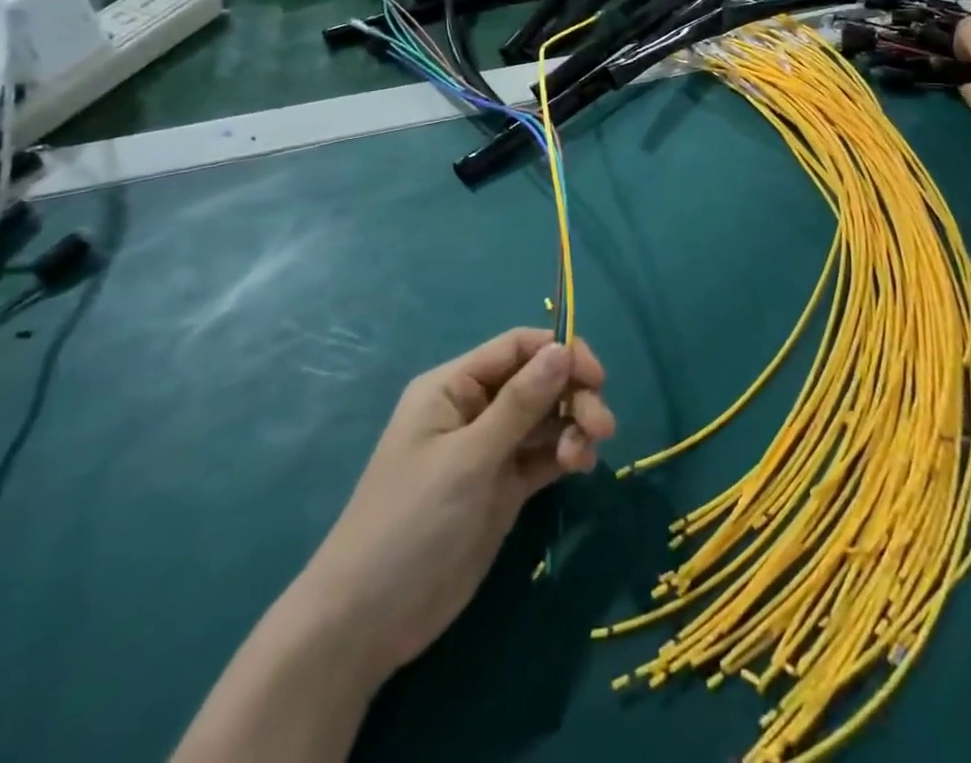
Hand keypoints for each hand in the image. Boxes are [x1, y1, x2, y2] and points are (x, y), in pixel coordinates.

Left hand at [304, 329, 615, 682]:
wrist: (367, 622)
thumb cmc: (411, 522)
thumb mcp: (469, 458)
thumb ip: (520, 404)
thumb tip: (562, 350)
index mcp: (454, 386)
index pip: (517, 348)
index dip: (560, 352)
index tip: (597, 376)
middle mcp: (474, 409)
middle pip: (538, 381)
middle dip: (573, 395)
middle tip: (602, 427)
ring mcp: (489, 449)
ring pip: (546, 418)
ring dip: (574, 426)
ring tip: (586, 455)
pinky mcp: (502, 487)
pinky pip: (543, 454)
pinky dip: (566, 453)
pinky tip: (581, 466)